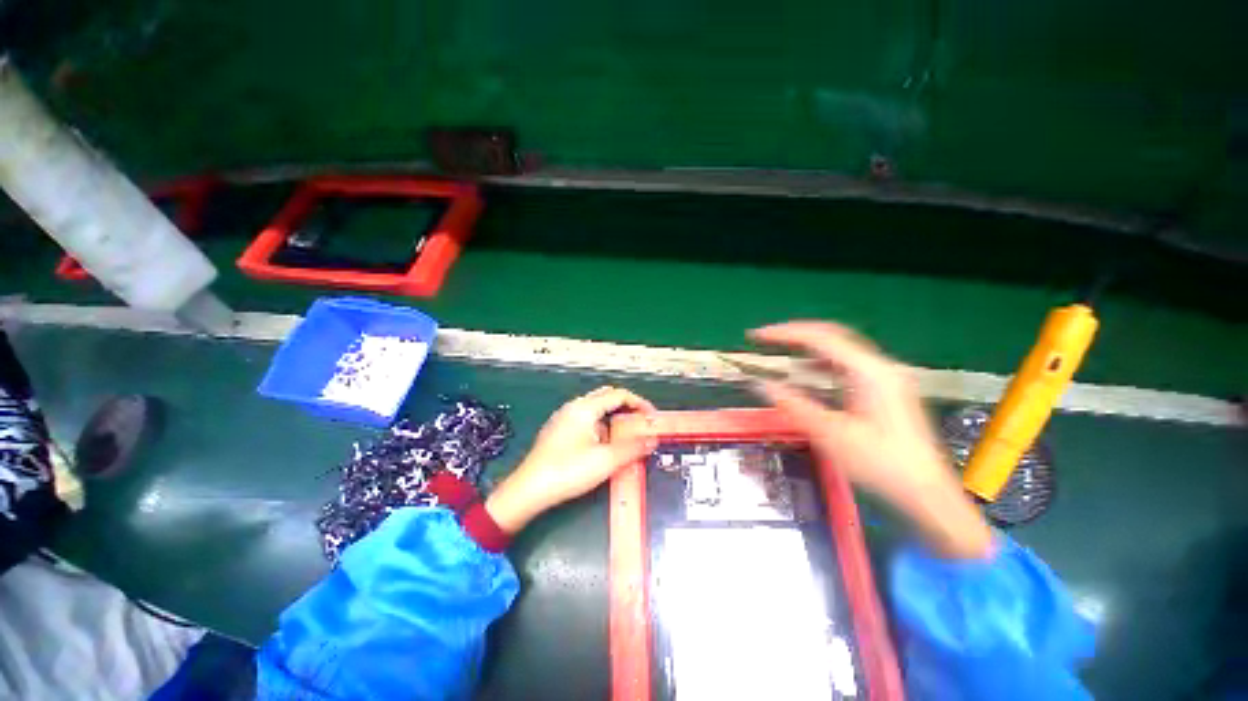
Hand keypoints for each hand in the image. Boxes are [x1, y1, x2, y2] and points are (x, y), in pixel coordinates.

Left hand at [485, 386, 656, 533]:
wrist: (528, 490)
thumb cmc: (568, 471)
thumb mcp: (606, 460)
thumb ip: (633, 448)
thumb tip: (653, 440)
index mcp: (585, 407)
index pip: (619, 394)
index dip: (639, 403)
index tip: (652, 418)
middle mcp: (574, 407)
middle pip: (607, 397)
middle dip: (627, 408)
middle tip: (641, 423)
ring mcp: (564, 418)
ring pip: (596, 409)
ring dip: (614, 418)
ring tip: (626, 436)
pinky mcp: (558, 431)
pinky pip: (586, 420)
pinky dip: (601, 426)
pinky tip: (603, 445)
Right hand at [750, 321, 993, 558]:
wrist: (927, 494)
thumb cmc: (882, 465)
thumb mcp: (831, 435)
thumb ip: (794, 405)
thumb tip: (762, 383)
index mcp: (870, 373)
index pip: (822, 338)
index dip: (785, 333)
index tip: (757, 336)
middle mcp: (880, 367)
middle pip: (832, 336)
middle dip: (796, 335)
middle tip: (766, 340)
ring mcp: (885, 378)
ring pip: (839, 350)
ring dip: (807, 349)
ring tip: (779, 354)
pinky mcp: (884, 391)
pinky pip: (846, 367)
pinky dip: (820, 365)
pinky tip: (806, 376)